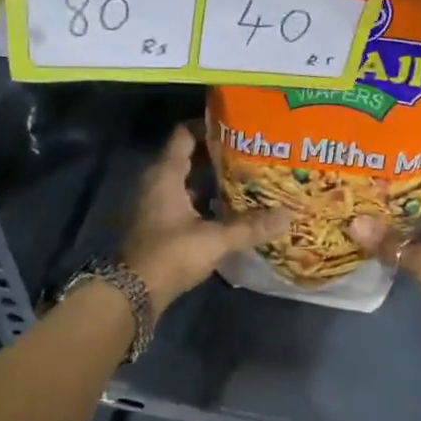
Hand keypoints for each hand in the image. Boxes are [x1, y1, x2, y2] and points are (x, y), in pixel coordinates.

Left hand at [120, 124, 288, 315]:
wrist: (133, 292)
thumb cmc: (171, 253)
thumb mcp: (215, 238)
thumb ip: (250, 226)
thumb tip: (288, 215)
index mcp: (164, 174)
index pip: (184, 135)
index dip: (207, 127)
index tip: (235, 128)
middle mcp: (154, 183)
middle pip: (184, 158)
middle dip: (213, 155)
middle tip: (246, 155)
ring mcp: (151, 205)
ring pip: (182, 182)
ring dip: (207, 181)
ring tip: (240, 181)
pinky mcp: (153, 226)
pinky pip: (179, 203)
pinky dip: (198, 202)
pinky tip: (223, 211)